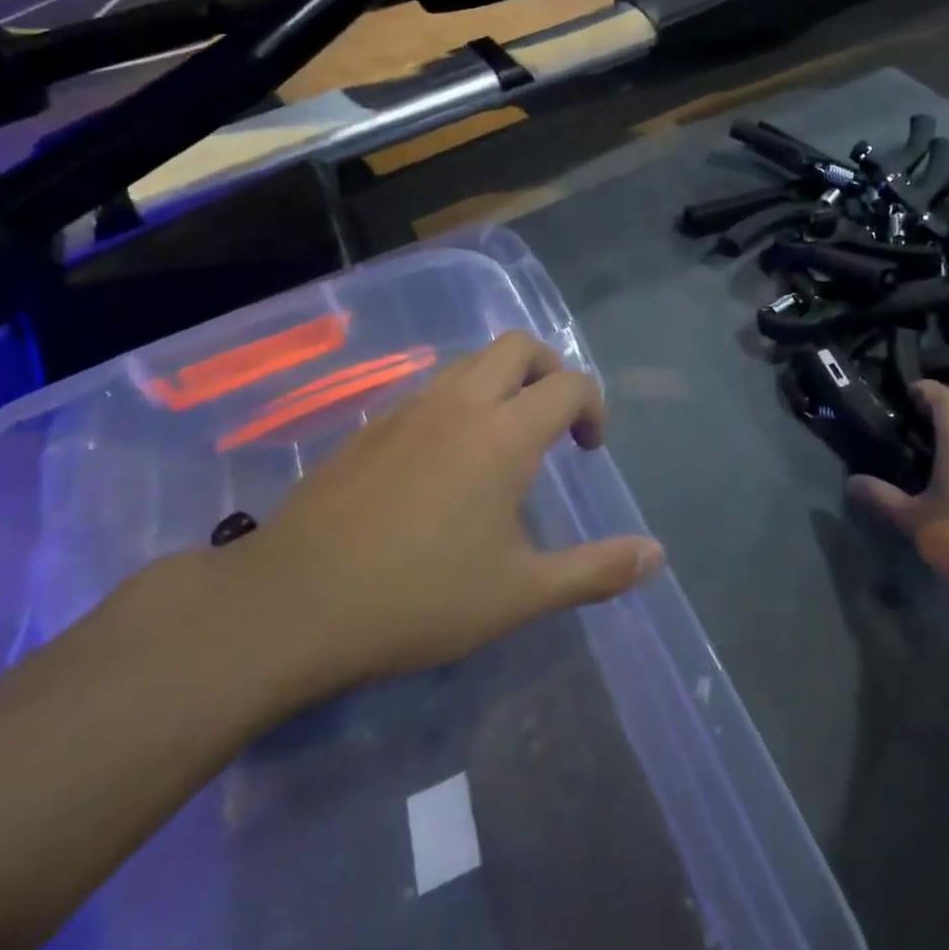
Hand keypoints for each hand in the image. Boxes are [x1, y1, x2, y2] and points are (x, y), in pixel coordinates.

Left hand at [227, 331, 663, 704]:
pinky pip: (430, 389)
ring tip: (504, 438)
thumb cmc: (419, 596)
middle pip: (519, 346)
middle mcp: (461, 403)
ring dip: (502, 381)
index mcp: (505, 433)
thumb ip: (595, 570)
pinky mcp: (370, 426)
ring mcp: (409, 408)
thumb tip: (657, 555)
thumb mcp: (519, 593)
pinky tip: (445, 461)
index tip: (589, 449)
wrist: (291, 603)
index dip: (592, 407)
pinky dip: (458, 402)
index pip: (569, 385)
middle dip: (549, 371)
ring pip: (470, 361)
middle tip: (554, 421)